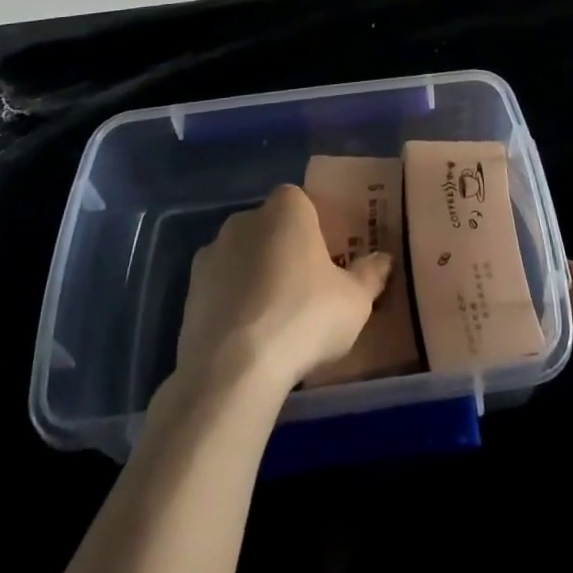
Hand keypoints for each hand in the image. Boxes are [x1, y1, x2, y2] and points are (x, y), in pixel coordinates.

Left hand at [171, 185, 392, 395]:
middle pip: (270, 227)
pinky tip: (247, 339)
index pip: (302, 202)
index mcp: (287, 208)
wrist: (233, 370)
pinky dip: (232, 305)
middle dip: (284, 251)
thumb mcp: (354, 301)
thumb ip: (370, 275)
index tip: (327, 259)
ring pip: (242, 258)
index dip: (315, 228)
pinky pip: (220, 289)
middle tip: (305, 290)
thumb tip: (383, 259)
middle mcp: (245, 219)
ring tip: (274, 321)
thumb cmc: (304, 317)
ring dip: (254, 278)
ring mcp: (211, 254)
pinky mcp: (189, 292)